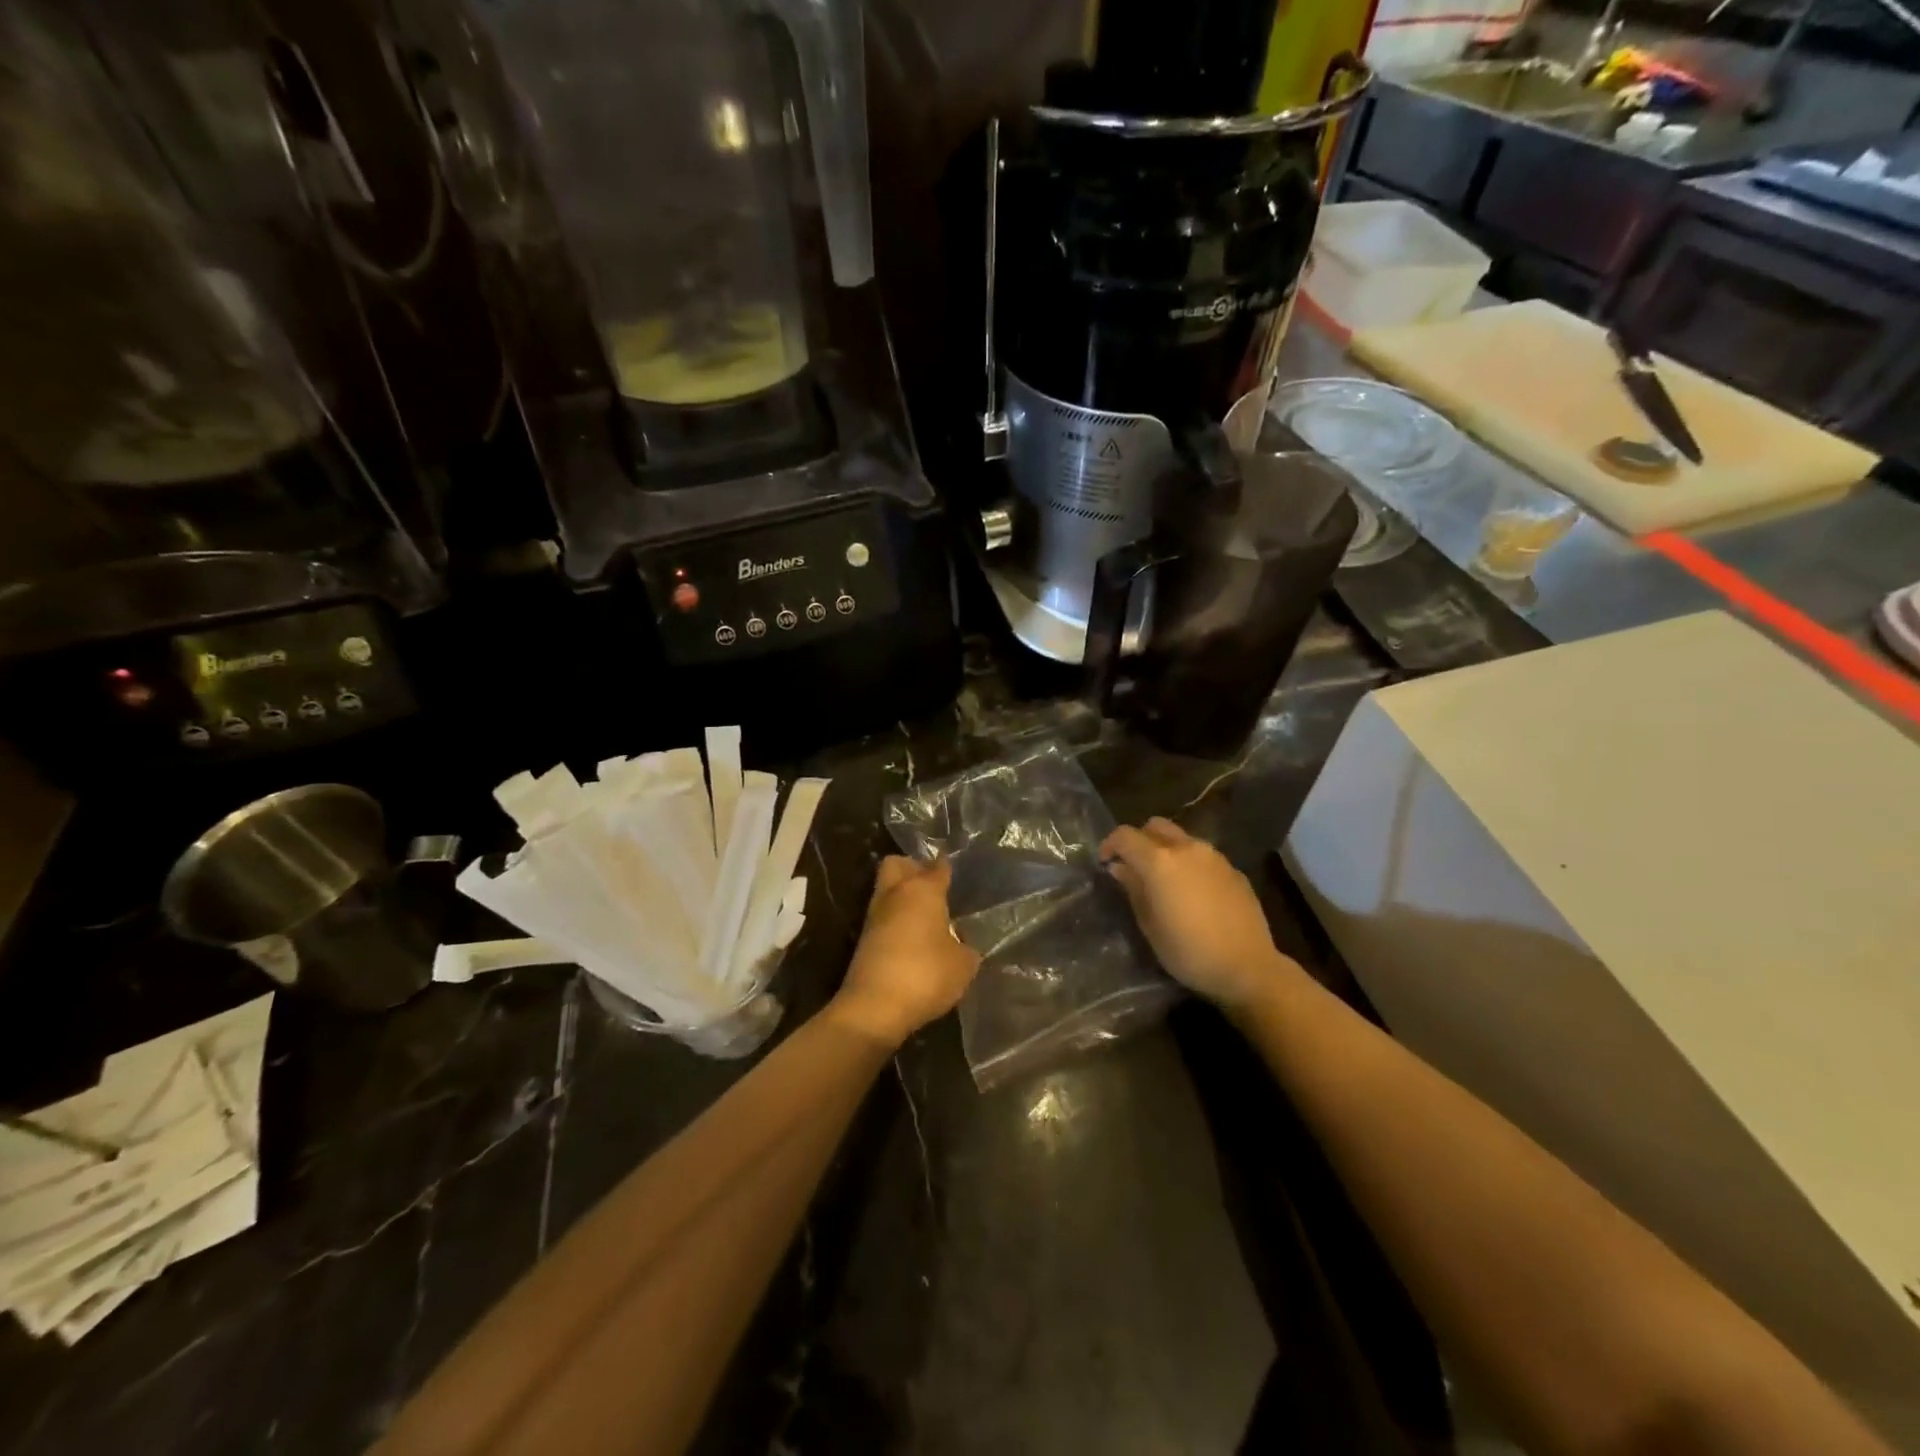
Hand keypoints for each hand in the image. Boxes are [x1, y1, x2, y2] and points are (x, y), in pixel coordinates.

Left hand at [829, 856, 979, 1048]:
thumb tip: (959, 942)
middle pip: (898, 864)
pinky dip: (897, 922)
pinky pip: (884, 917)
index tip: (957, 872)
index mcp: (923, 889)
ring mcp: (875, 916)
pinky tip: (915, 940)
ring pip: (888, 890)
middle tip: (934, 887)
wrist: (874, 1007)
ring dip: (903, 898)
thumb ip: (965, 947)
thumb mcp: (963, 964)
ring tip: (929, 918)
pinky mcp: (864, 939)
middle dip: (913, 868)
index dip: (948, 867)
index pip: (938, 866)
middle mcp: (896, 893)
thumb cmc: (926, 975)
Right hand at [1101, 818, 1297, 1011]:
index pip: (1125, 836)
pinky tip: (1193, 892)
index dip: (1110, 845)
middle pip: (1155, 826)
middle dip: (1140, 840)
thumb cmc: (1189, 952)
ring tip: (1165, 879)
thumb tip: (1120, 868)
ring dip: (1166, 849)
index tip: (1106, 862)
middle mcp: (1186, 848)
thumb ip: (1133, 889)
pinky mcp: (1233, 869)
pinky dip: (1190, 863)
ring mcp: (1214, 856)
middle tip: (1134, 866)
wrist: (1248, 967)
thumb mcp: (1150, 926)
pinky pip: (1203, 855)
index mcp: (1159, 861)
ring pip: (1181, 838)